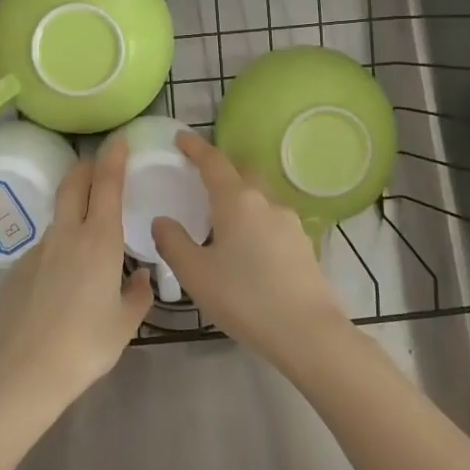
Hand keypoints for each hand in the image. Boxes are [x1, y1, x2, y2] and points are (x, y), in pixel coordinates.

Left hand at [0, 138, 152, 417]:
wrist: (23, 371)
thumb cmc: (85, 346)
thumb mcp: (124, 323)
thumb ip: (137, 295)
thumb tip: (141, 277)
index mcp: (99, 241)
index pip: (107, 184)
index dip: (113, 157)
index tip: (119, 140)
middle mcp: (66, 235)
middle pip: (74, 184)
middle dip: (87, 167)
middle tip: (98, 165)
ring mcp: (37, 250)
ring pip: (59, 217)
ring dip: (73, 212)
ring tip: (88, 240)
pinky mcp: (16, 269)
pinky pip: (44, 249)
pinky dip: (58, 250)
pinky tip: (60, 284)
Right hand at [151, 131, 349, 368]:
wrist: (307, 332)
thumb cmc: (244, 298)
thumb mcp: (196, 273)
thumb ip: (173, 242)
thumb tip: (162, 221)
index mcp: (237, 201)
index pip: (213, 161)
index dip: (195, 147)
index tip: (181, 137)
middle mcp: (265, 202)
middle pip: (241, 172)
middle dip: (221, 167)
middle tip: (200, 175)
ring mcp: (289, 222)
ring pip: (259, 196)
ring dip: (240, 195)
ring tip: (221, 215)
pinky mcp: (303, 244)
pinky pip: (271, 219)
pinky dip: (254, 218)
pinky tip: (247, 244)